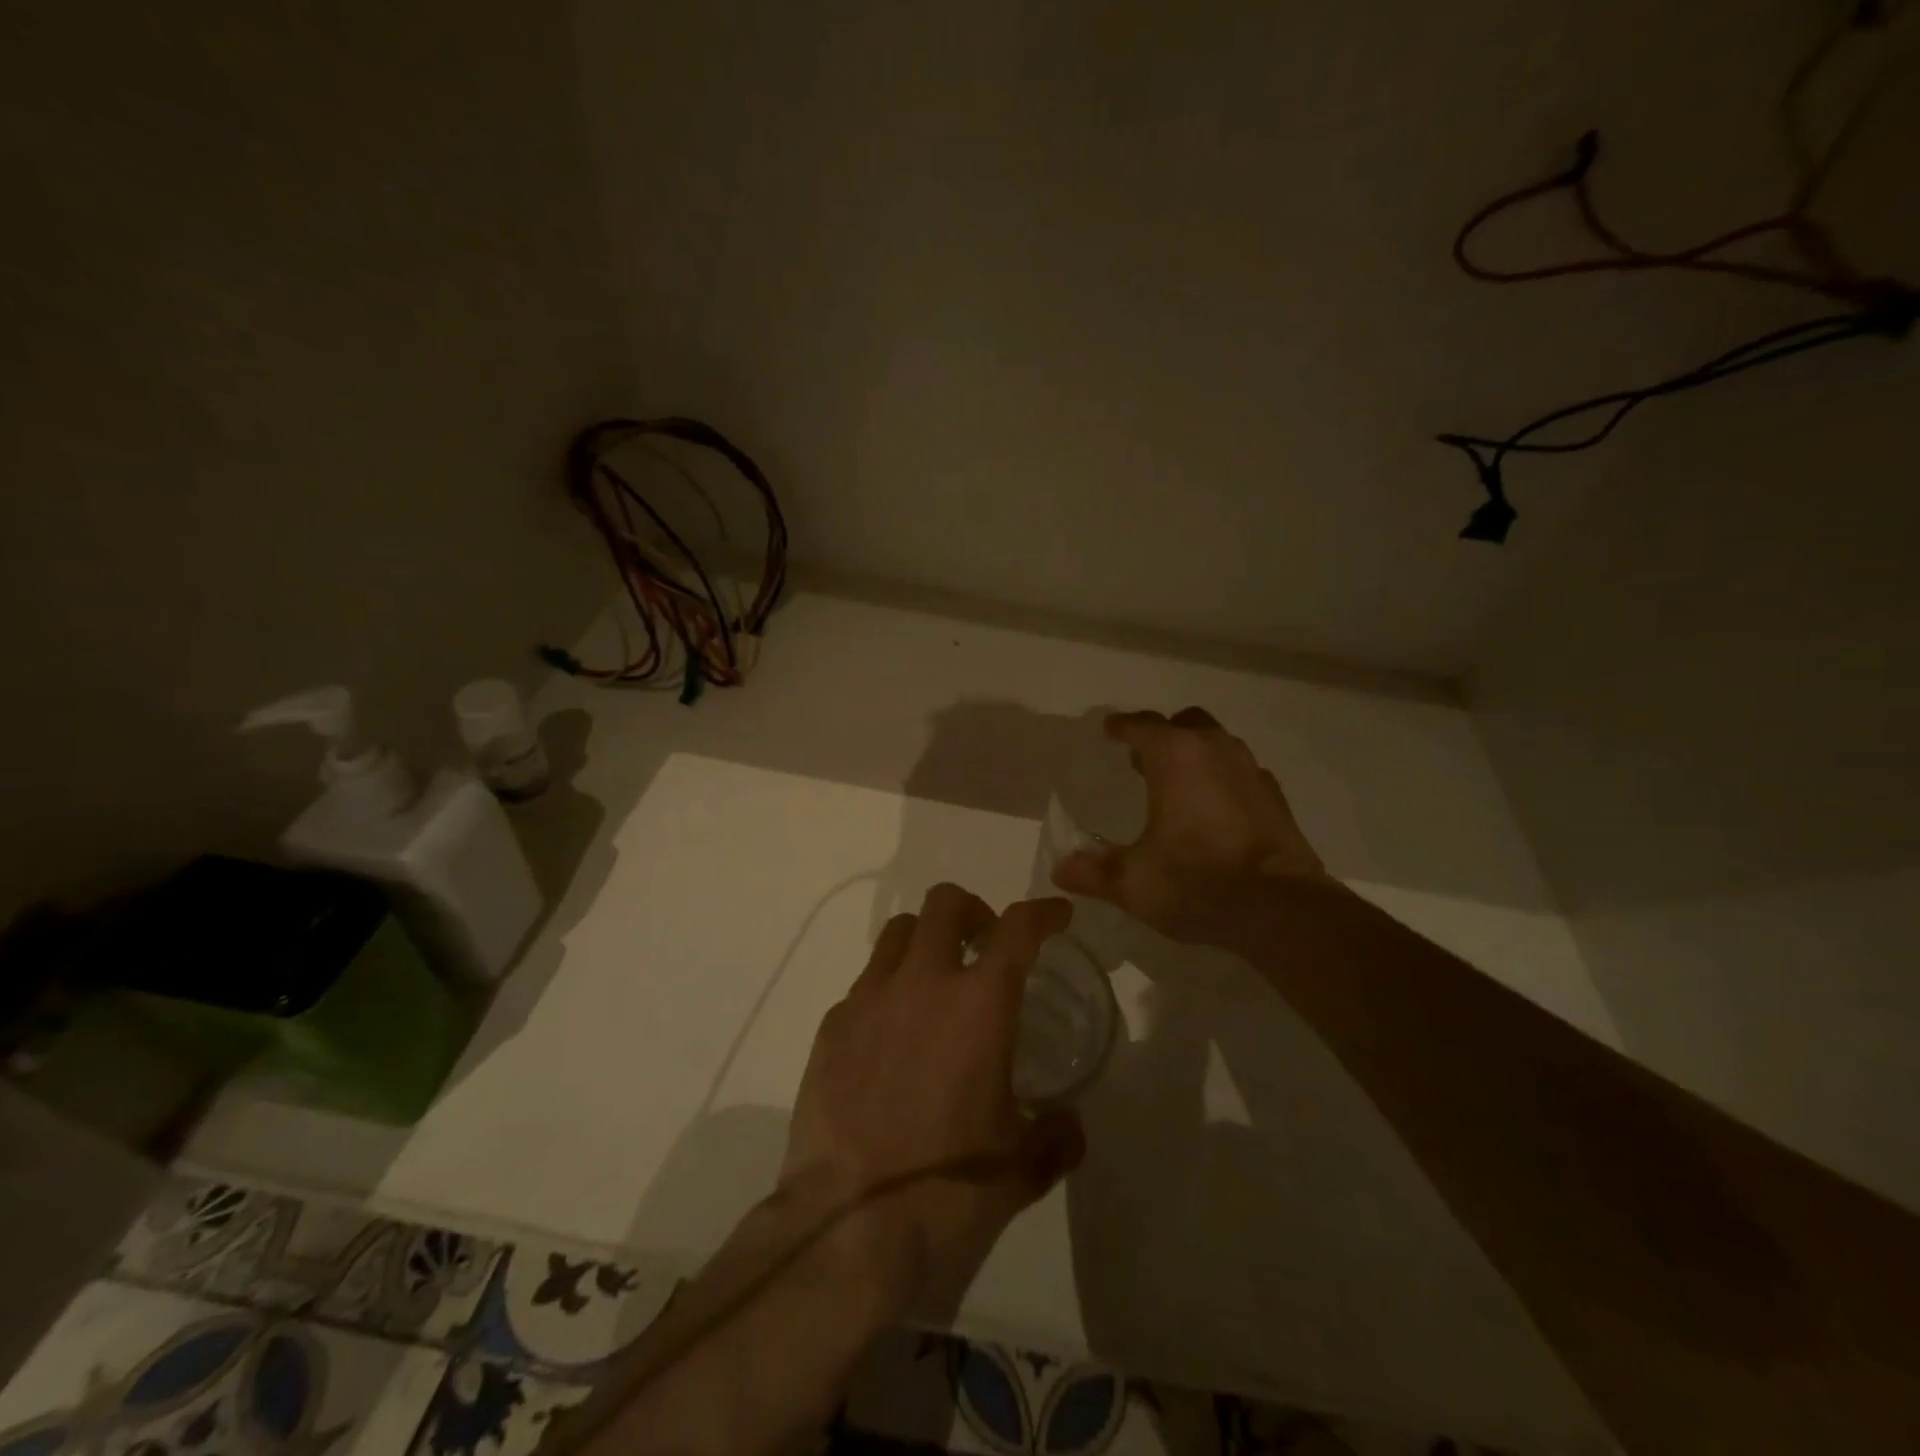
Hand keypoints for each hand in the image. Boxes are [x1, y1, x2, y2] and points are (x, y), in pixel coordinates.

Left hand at [777, 885, 1085, 1319]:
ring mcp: (869, 999)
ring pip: (898, 932)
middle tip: (984, 946)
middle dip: (973, 911)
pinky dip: (888, 991)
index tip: (1056, 915)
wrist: (848, 1228)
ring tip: (935, 983)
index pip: (1017, 929)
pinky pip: (865, 984)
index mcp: (979, 1004)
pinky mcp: (831, 1027)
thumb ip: (1056, 1135)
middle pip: (945, 903)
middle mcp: (922, 983)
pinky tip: (892, 1040)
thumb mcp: (1021, 1168)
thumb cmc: (948, 1191)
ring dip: (926, 941)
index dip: (1042, 912)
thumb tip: (1068, 1122)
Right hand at [1051, 707, 1328, 947]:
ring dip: (1195, 754)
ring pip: (1218, 744)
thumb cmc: (1197, 882)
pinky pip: (1241, 773)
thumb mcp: (1133, 882)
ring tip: (1176, 783)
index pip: (1141, 726)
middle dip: (1162, 735)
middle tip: (1142, 758)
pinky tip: (1215, 810)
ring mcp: (1251, 772)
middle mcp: (1215, 751)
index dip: (1120, 727)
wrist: (1281, 910)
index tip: (1108, 730)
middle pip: (1185, 724)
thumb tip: (1059, 870)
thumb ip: (1092, 872)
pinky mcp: (1276, 798)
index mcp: (1175, 756)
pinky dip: (1222, 780)